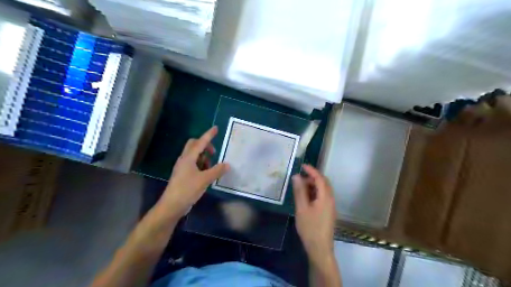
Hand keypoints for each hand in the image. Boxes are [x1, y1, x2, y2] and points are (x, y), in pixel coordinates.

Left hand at [159, 127, 229, 217]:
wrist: (171, 205)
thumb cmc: (187, 190)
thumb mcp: (204, 180)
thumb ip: (217, 171)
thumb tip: (227, 164)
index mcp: (188, 158)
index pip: (200, 142)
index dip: (208, 135)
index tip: (216, 128)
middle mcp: (184, 160)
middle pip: (194, 145)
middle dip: (205, 145)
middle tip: (214, 152)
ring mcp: (182, 167)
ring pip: (194, 155)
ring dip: (203, 157)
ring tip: (212, 166)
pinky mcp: (183, 175)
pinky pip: (193, 164)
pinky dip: (201, 165)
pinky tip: (207, 173)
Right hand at [293, 165, 338, 264]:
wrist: (320, 248)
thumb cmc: (310, 228)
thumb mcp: (302, 208)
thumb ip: (299, 191)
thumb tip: (296, 176)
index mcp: (326, 197)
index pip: (320, 178)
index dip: (311, 170)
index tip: (302, 165)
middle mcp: (330, 199)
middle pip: (324, 183)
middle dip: (312, 177)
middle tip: (300, 177)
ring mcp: (330, 206)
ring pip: (323, 190)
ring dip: (313, 185)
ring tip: (300, 187)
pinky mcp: (328, 212)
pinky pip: (322, 197)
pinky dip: (314, 192)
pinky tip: (305, 197)